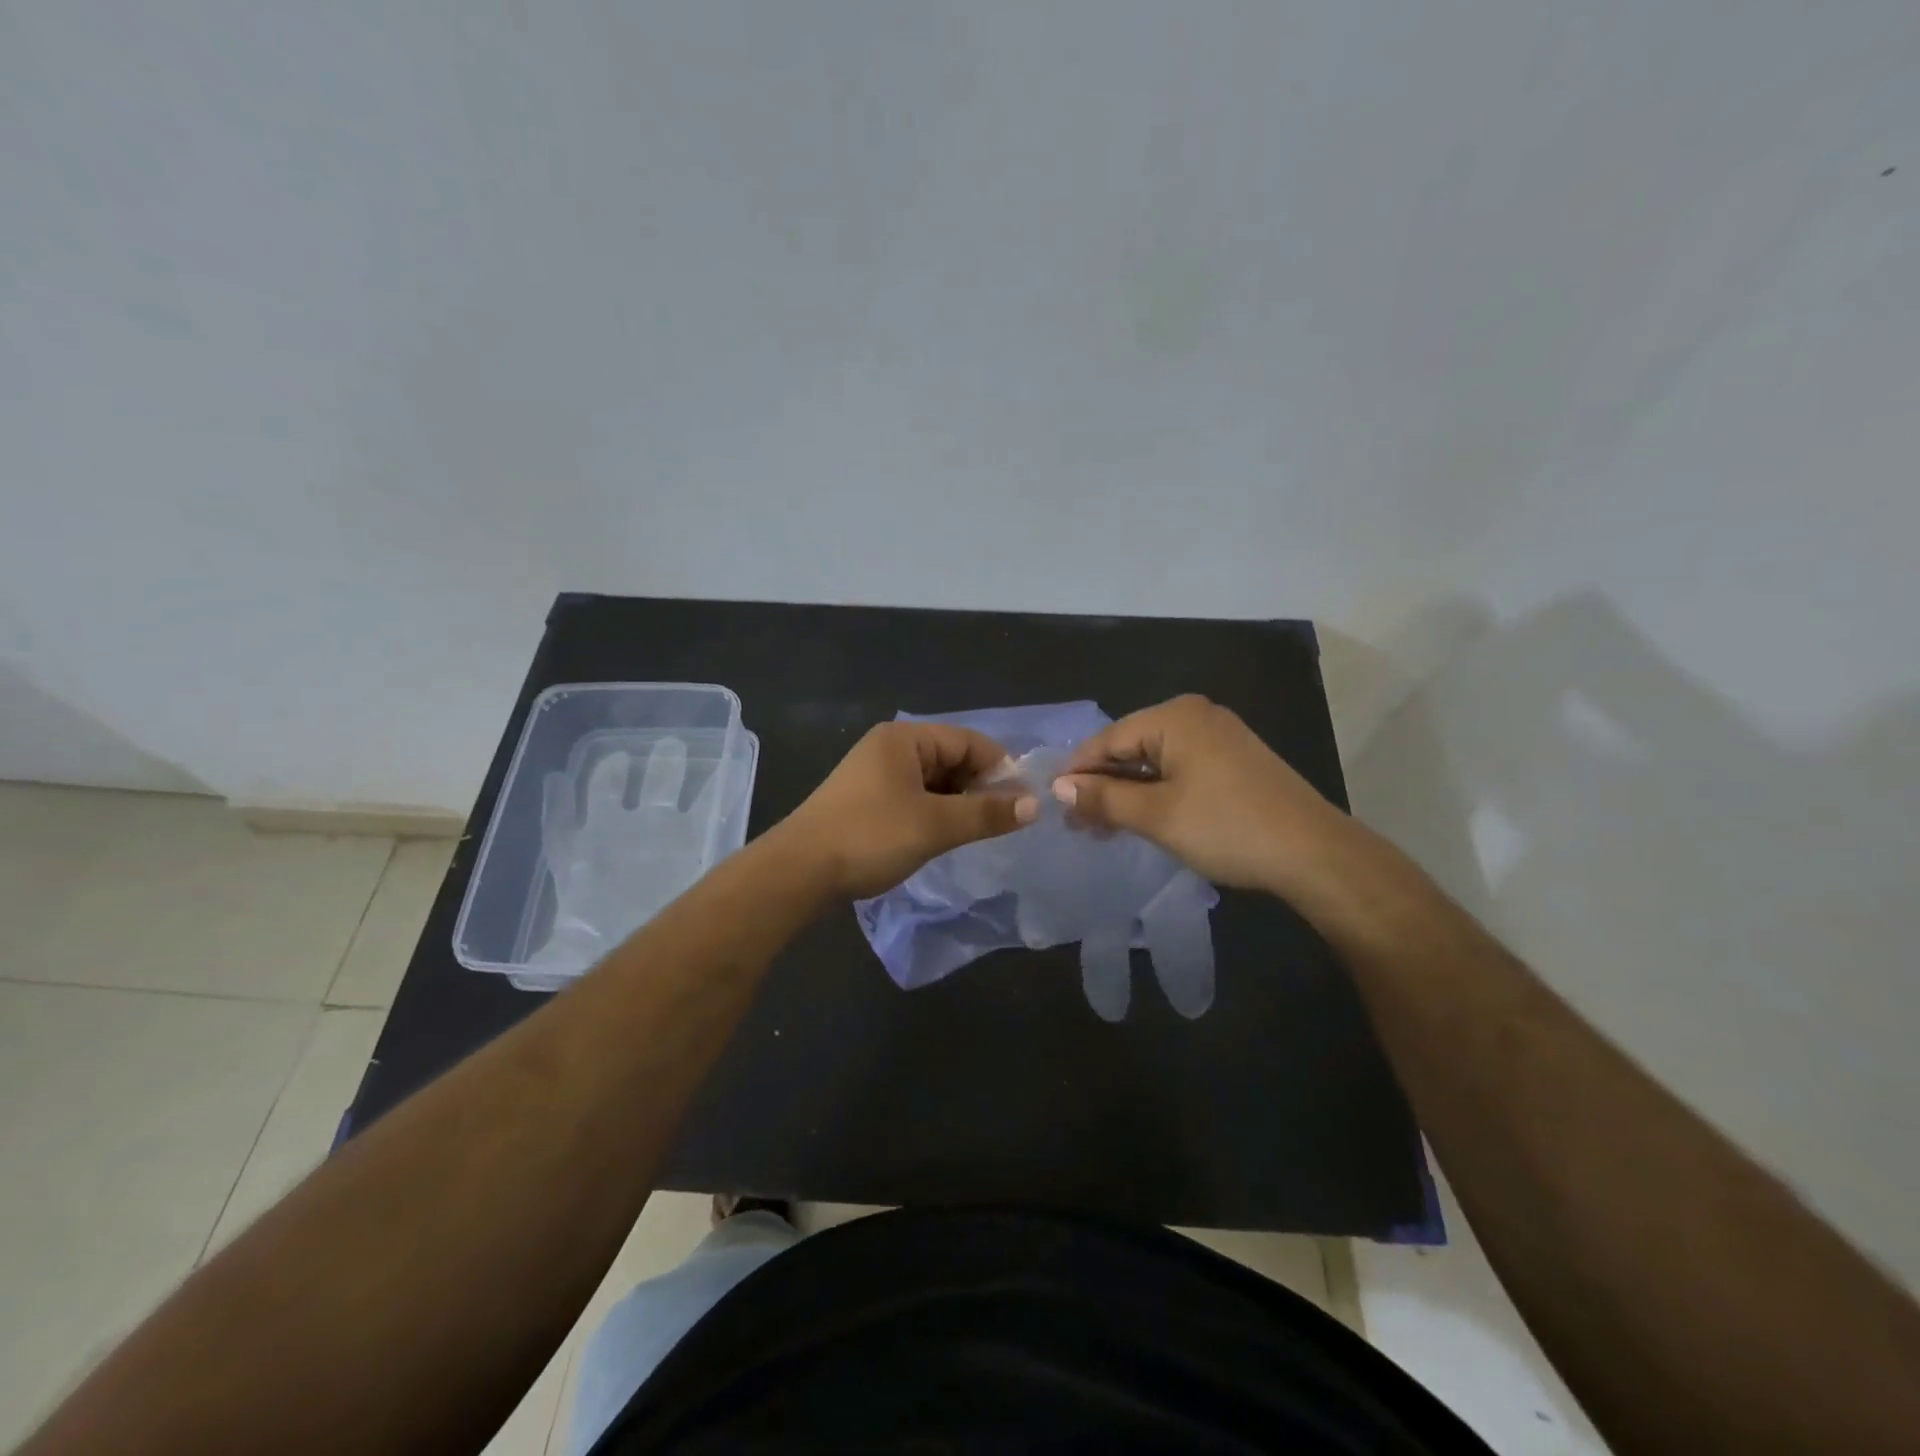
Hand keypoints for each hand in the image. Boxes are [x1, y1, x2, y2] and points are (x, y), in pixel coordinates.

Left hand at [780, 721, 1035, 899]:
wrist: (799, 871)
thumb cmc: (871, 836)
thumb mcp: (935, 825)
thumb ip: (987, 813)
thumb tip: (1035, 805)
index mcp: (905, 739)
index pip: (968, 741)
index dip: (1000, 768)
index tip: (1023, 802)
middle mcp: (890, 748)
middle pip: (951, 758)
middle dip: (980, 787)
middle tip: (1003, 822)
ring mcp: (875, 774)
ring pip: (934, 781)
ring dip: (959, 803)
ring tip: (978, 832)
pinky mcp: (867, 800)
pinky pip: (915, 797)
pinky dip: (936, 813)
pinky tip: (945, 837)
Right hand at [1053, 695, 1352, 891]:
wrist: (1315, 854)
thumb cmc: (1227, 828)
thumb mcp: (1156, 815)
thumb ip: (1103, 797)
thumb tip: (1058, 786)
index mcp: (1175, 717)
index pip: (1107, 739)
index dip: (1076, 772)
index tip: (1051, 804)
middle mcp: (1195, 715)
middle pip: (1130, 747)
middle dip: (1101, 784)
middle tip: (1075, 823)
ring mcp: (1218, 735)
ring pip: (1154, 760)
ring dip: (1126, 792)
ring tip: (1101, 827)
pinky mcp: (1232, 759)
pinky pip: (1178, 768)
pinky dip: (1155, 791)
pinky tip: (1140, 817)